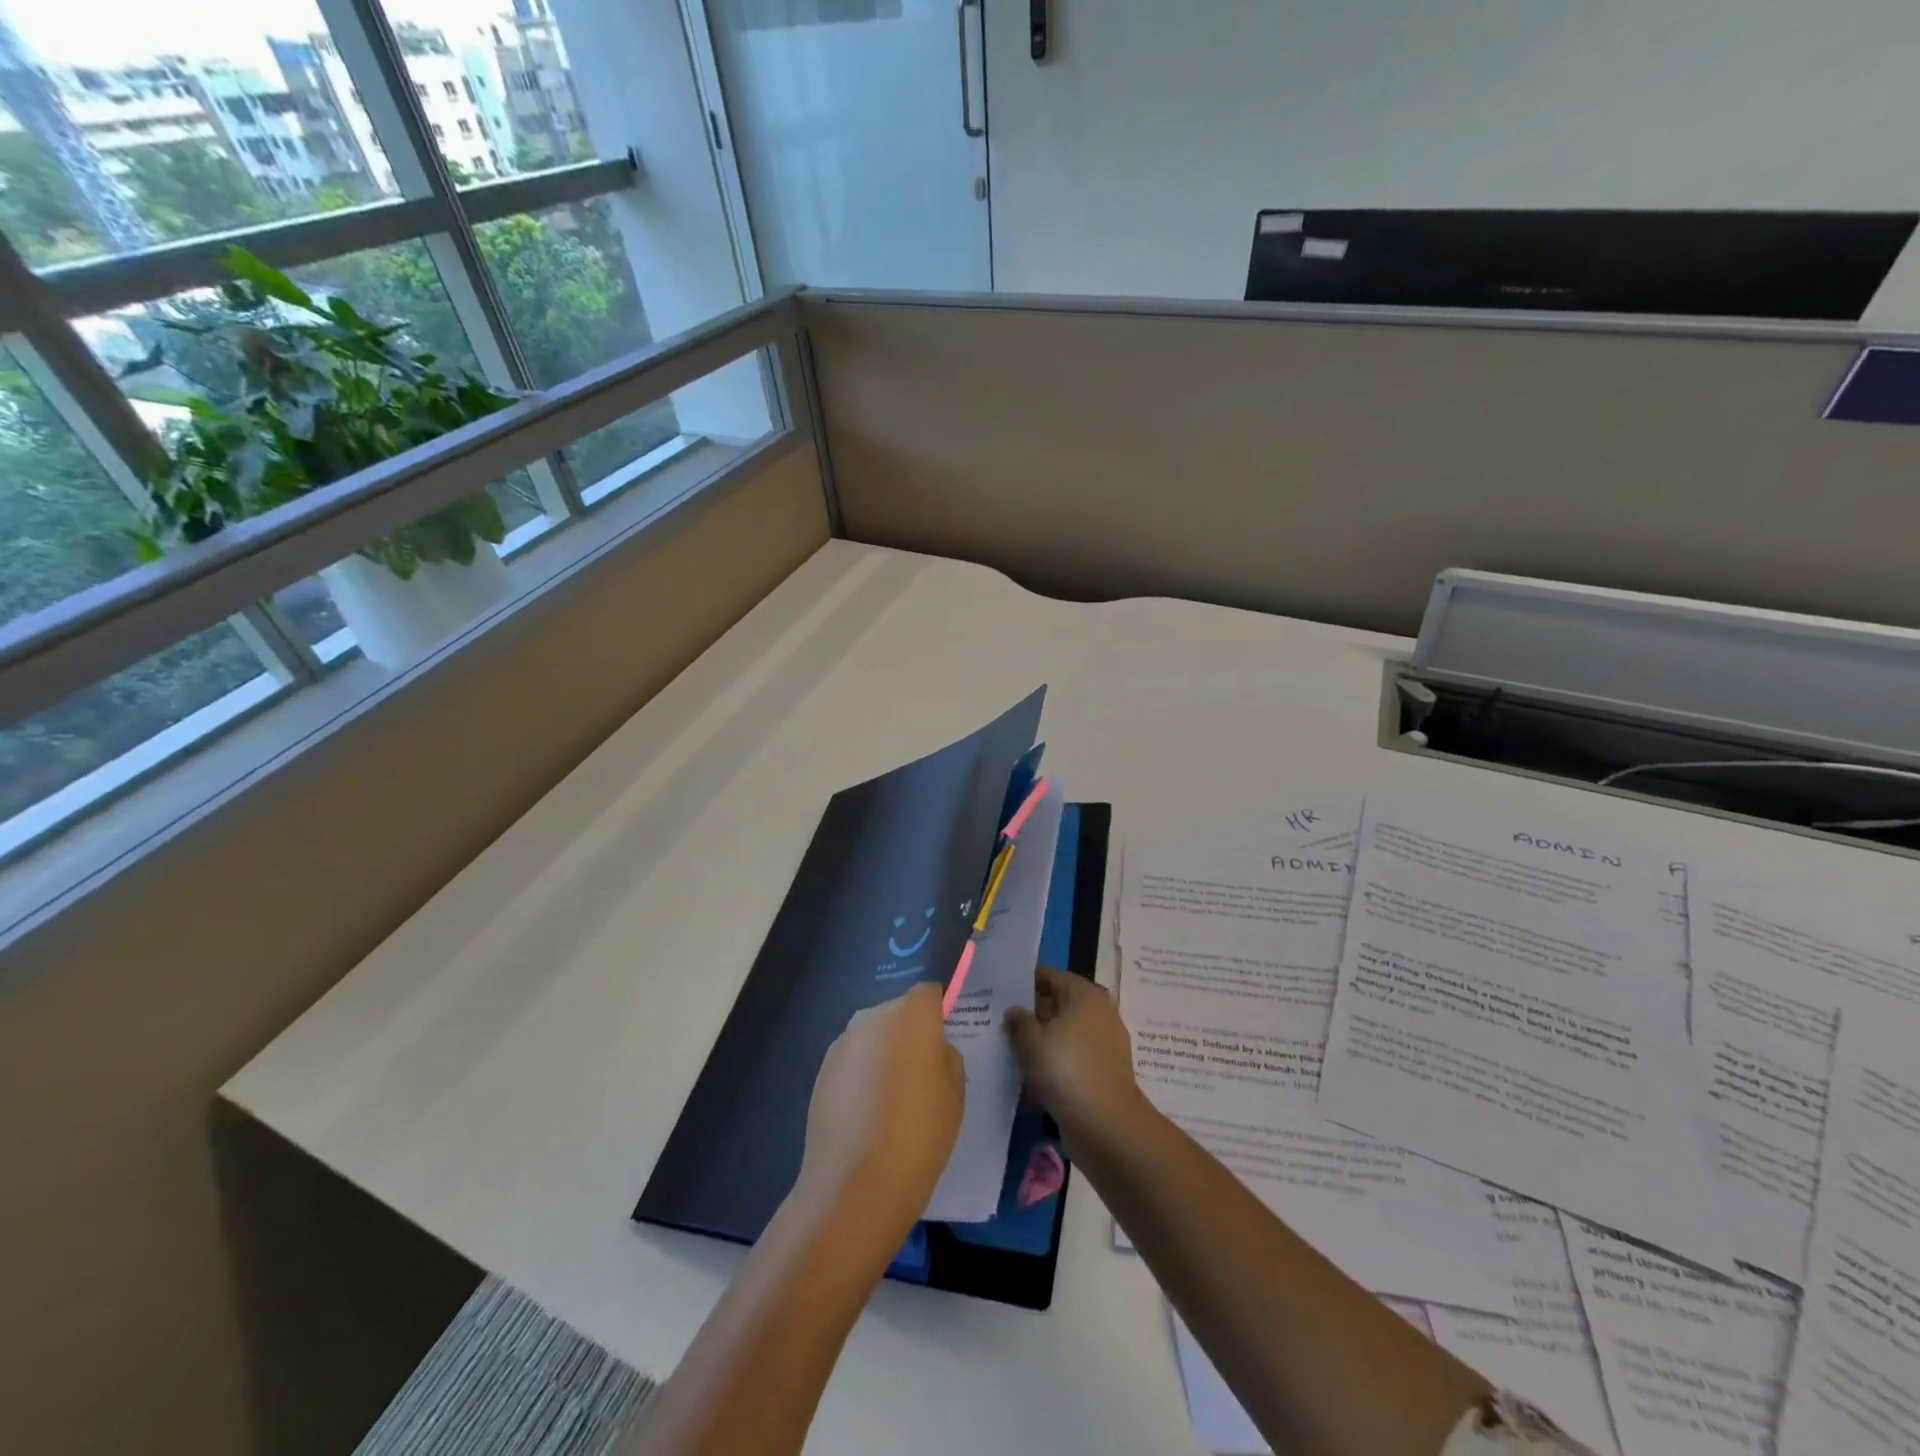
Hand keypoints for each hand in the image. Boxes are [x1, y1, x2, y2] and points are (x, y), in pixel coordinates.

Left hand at [797, 983, 963, 1237]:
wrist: (855, 1184)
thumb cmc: (920, 1131)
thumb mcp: (955, 1091)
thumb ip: (944, 1056)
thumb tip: (927, 1050)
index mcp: (911, 1013)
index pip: (928, 994)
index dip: (937, 1015)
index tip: (941, 1045)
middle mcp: (872, 1016)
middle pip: (897, 1014)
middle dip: (908, 1035)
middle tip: (920, 1078)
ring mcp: (842, 1043)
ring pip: (872, 1038)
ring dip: (881, 1056)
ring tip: (890, 1103)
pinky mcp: (820, 1071)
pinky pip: (851, 1062)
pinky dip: (860, 1078)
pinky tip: (865, 1117)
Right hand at [1003, 967, 1147, 1151]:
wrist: (1106, 1124)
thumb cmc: (1066, 1070)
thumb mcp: (1031, 1042)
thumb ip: (1019, 1021)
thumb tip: (1014, 1011)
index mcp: (1085, 994)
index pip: (1050, 976)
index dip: (1024, 983)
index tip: (1000, 993)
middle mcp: (1099, 1011)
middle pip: (1059, 1004)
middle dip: (1032, 1012)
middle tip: (1001, 1021)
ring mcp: (1105, 1042)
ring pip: (1065, 1032)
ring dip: (1042, 1039)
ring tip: (1011, 1048)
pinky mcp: (1104, 1070)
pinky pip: (1073, 1056)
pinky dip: (1055, 1061)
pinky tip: (1032, 1074)